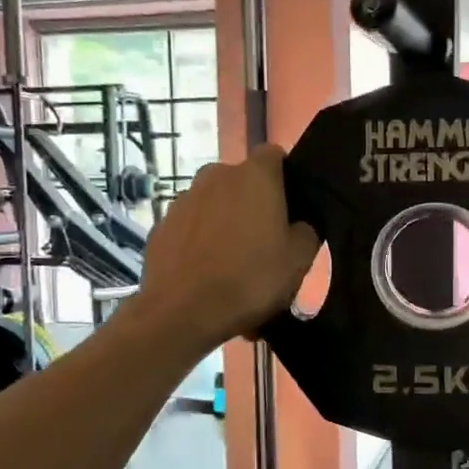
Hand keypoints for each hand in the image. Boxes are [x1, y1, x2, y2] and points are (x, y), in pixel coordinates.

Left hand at [132, 145, 318, 352]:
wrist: (183, 313)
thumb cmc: (251, 280)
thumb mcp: (299, 260)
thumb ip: (307, 231)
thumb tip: (300, 224)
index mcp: (255, 176)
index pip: (274, 155)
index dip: (285, 177)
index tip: (291, 207)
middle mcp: (215, 176)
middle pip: (242, 182)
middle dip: (253, 204)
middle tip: (265, 242)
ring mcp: (183, 199)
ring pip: (214, 205)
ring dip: (225, 224)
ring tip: (233, 265)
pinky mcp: (161, 226)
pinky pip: (191, 228)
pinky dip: (200, 243)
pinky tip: (207, 275)